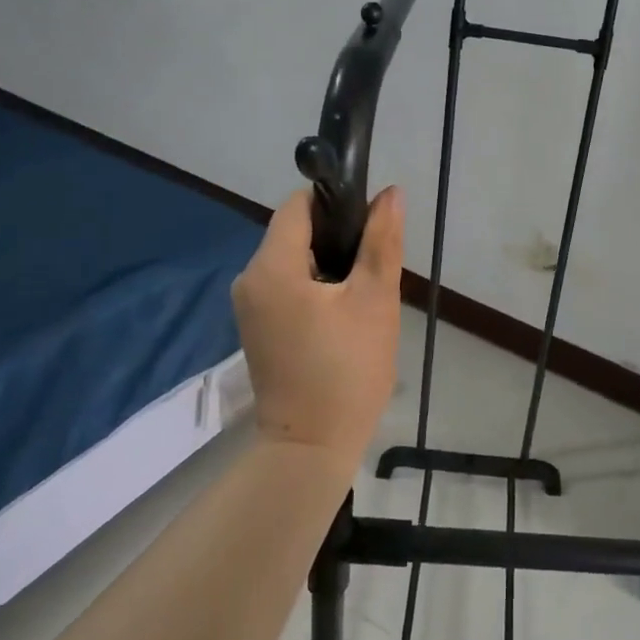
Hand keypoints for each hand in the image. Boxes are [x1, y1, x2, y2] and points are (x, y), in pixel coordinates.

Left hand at [231, 186, 404, 468]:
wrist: (312, 447)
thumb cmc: (347, 369)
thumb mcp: (374, 299)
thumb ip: (381, 241)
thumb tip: (390, 193)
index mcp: (271, 267)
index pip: (298, 205)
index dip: (336, 203)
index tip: (370, 224)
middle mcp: (250, 279)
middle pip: (295, 231)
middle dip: (337, 238)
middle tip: (373, 266)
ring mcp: (250, 305)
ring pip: (294, 259)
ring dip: (329, 264)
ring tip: (363, 293)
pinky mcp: (258, 326)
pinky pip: (288, 285)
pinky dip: (316, 286)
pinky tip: (344, 313)